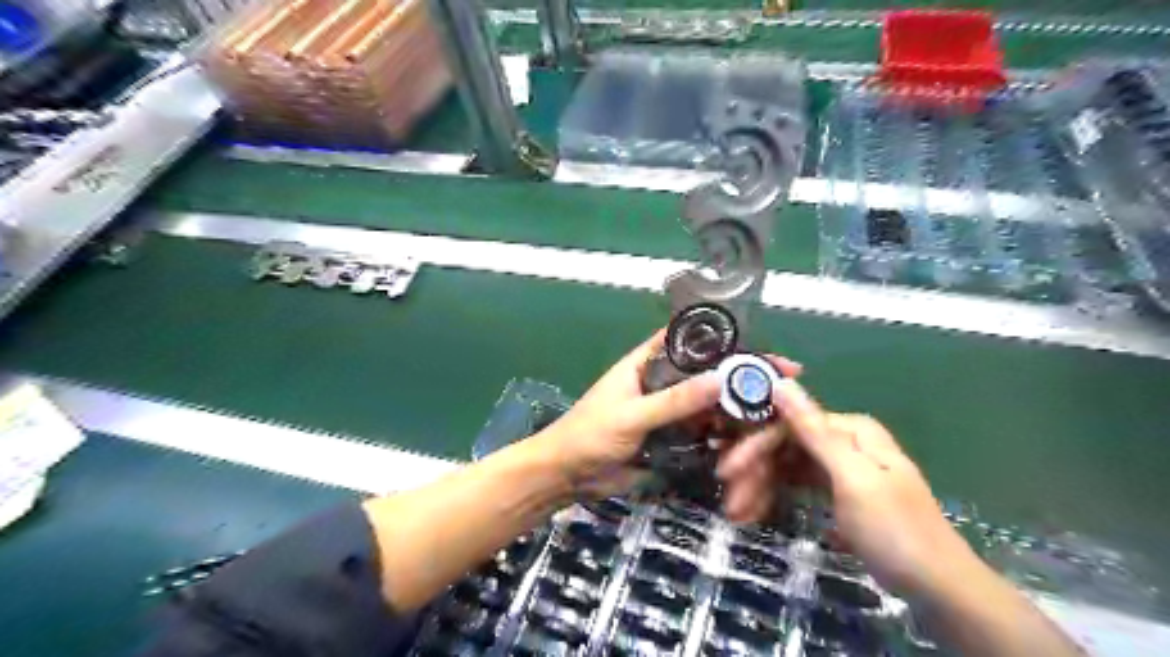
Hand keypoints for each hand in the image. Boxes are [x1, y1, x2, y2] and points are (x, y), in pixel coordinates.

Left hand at [537, 328, 795, 496]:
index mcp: (645, 363)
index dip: (719, 339)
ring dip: (732, 407)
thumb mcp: (632, 415)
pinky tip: (746, 439)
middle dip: (736, 376)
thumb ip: (673, 401)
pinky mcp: (670, 438)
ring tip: (770, 413)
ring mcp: (667, 411)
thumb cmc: (590, 434)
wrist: (568, 476)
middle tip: (778, 382)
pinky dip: (721, 434)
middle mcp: (660, 382)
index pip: (686, 340)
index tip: (756, 344)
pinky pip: (701, 431)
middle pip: (704, 373)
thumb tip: (720, 379)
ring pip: (706, 403)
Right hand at [725, 377, 978, 598]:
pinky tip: (758, 512)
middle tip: (730, 503)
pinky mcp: (840, 492)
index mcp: (849, 430)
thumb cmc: (894, 529)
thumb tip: (780, 382)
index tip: (726, 472)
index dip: (754, 446)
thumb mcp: (851, 477)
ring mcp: (841, 467)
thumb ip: (813, 429)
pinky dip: (778, 497)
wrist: (940, 588)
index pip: (787, 426)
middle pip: (785, 447)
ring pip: (788, 467)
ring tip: (739, 515)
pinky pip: (799, 485)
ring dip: (762, 488)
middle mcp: (843, 441)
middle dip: (755, 473)